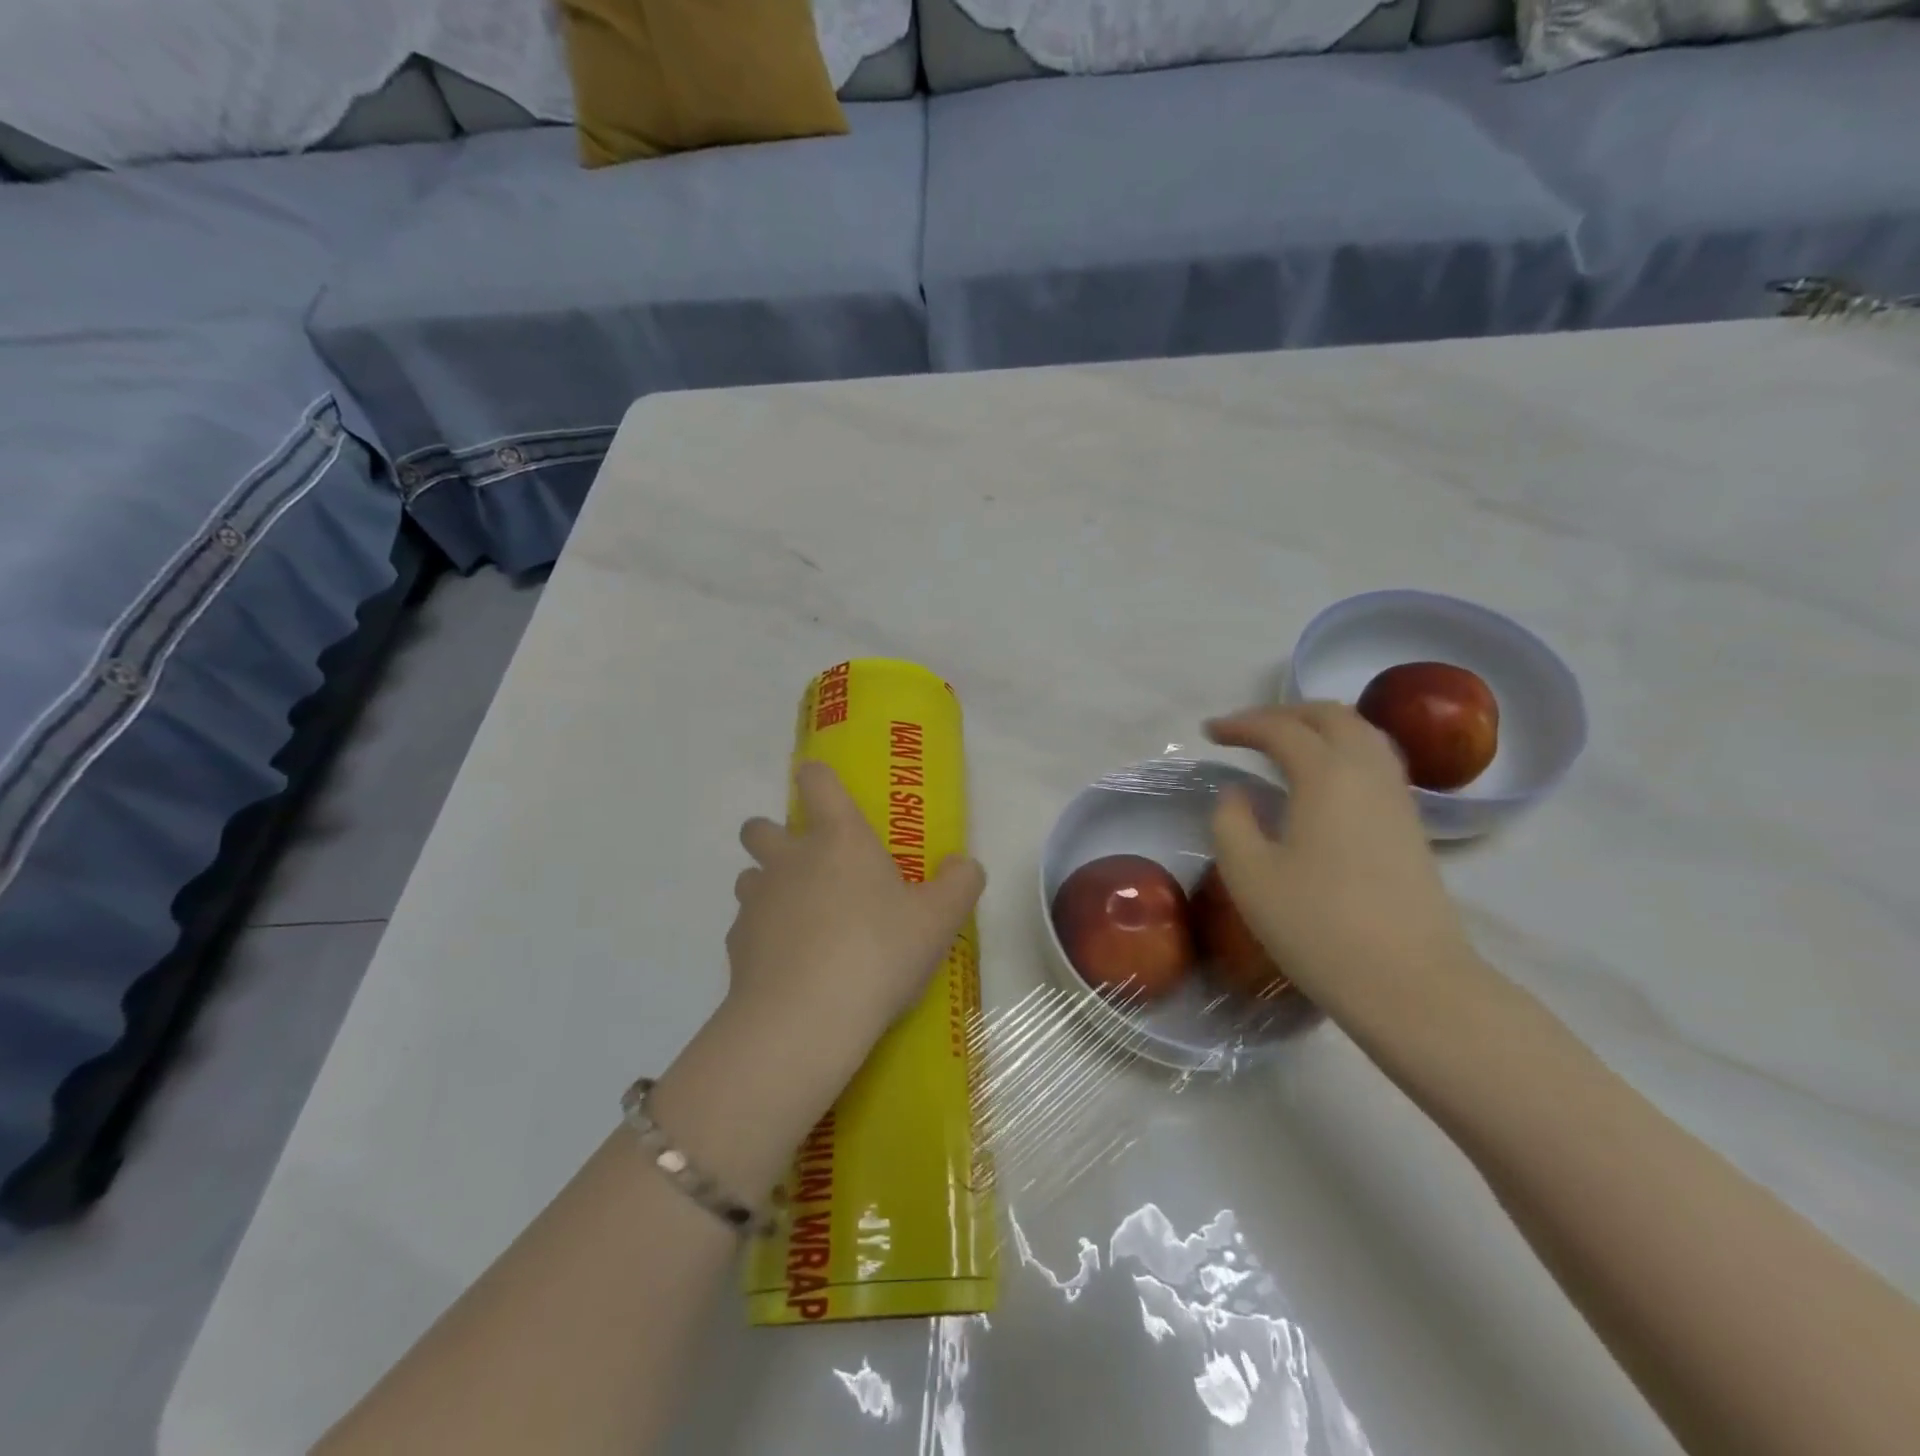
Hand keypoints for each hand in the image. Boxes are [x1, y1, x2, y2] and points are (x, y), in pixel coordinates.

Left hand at [727, 760, 985, 1081]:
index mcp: (838, 838)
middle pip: (760, 827)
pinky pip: (745, 927)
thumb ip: (961, 882)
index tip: (823, 789)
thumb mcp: (940, 919)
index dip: (817, 777)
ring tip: (799, 919)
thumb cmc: (879, 952)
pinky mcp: (735, 944)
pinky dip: (762, 937)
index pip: (816, 780)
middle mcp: (790, 859)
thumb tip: (962, 864)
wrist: (806, 1019)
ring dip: (768, 887)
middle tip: (808, 865)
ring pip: (749, 876)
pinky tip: (788, 966)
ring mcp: (757, 900)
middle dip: (774, 835)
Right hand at [1205, 703, 1483, 1030]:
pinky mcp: (1411, 826)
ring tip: (1285, 745)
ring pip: (1362, 734)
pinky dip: (1343, 750)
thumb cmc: (1318, 926)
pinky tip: (1323, 781)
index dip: (1241, 724)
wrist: (1410, 983)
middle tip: (1246, 731)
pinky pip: (1376, 762)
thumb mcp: (1249, 875)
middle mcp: (1368, 772)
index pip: (1281, 729)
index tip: (1209, 733)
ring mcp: (1397, 799)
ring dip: (1319, 727)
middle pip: (1330, 716)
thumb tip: (1238, 794)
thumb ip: (1231, 821)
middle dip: (1284, 713)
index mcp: (1326, 775)